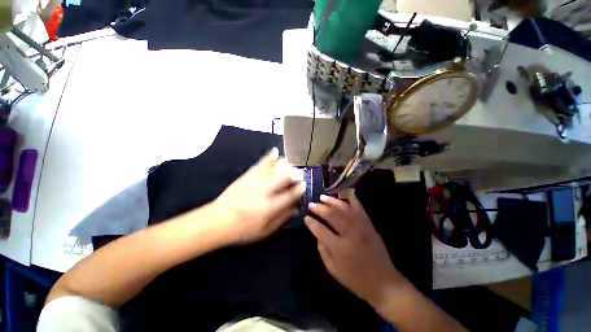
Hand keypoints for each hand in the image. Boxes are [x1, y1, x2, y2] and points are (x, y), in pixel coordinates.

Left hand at [213, 147, 305, 243]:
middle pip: (283, 178)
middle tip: (300, 174)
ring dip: (284, 165)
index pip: (289, 195)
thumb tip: (295, 208)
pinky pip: (260, 164)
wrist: (216, 221)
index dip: (299, 189)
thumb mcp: (265, 232)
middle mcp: (264, 192)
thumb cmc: (242, 230)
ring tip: (290, 164)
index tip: (304, 185)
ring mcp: (254, 182)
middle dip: (294, 174)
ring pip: (273, 169)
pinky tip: (275, 151)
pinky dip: (268, 157)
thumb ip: (282, 219)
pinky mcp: (246, 176)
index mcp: (269, 207)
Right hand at [305, 194, 409, 309]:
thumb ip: (323, 250)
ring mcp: (361, 227)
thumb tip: (317, 234)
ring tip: (322, 197)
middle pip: (332, 215)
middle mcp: (350, 234)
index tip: (305, 217)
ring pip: (344, 208)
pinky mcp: (369, 224)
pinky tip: (342, 195)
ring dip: (332, 201)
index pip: (321, 230)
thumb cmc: (356, 279)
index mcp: (340, 249)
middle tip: (311, 204)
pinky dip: (350, 199)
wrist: (384, 282)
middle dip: (319, 208)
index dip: (311, 223)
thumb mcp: (333, 270)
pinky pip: (358, 207)